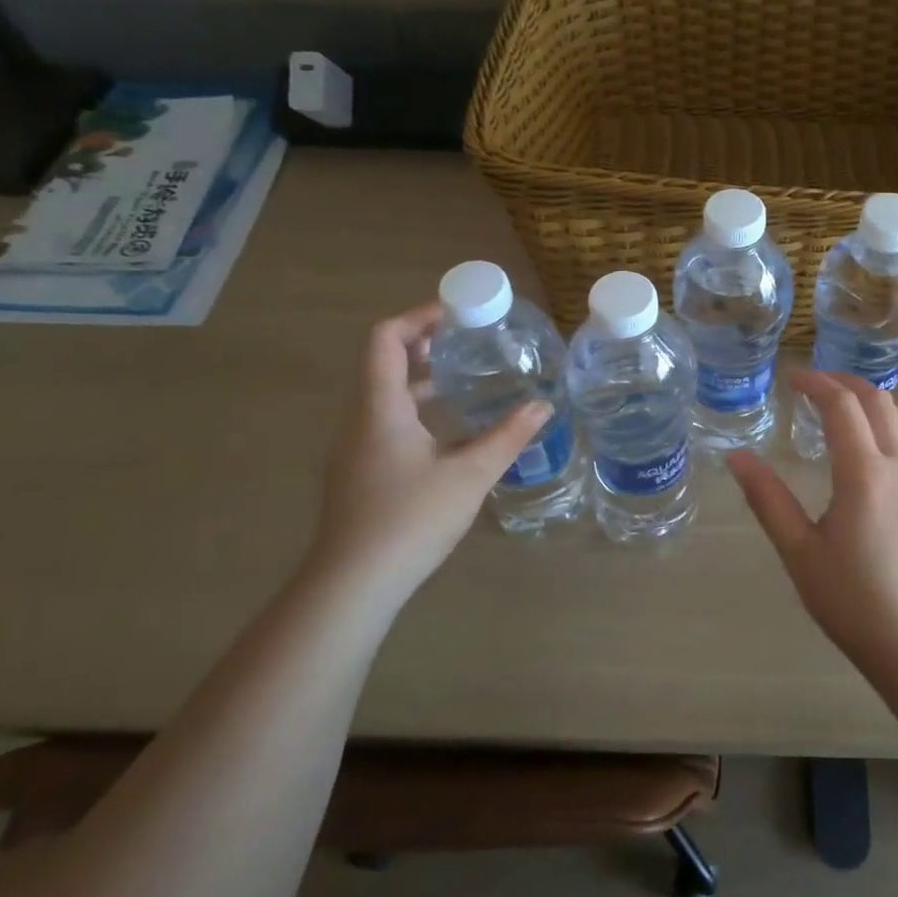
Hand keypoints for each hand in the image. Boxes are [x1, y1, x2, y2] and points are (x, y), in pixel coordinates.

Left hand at [308, 305, 551, 592]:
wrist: (353, 583)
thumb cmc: (410, 519)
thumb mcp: (470, 475)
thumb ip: (508, 436)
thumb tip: (544, 405)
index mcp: (380, 408)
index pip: (385, 339)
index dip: (417, 317)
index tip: (456, 313)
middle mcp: (360, 419)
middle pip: (383, 362)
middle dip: (424, 343)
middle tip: (468, 339)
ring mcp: (356, 447)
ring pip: (384, 394)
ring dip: (420, 377)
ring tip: (463, 376)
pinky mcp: (360, 471)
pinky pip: (385, 420)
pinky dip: (415, 407)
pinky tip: (449, 430)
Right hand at [727, 370, 897, 668]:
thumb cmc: (851, 600)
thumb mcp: (798, 551)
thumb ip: (767, 499)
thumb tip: (736, 457)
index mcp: (865, 474)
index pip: (844, 406)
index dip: (817, 383)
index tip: (790, 376)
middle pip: (879, 401)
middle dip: (846, 382)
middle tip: (811, 382)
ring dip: (867, 400)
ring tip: (833, 406)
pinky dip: (879, 424)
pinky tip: (856, 447)